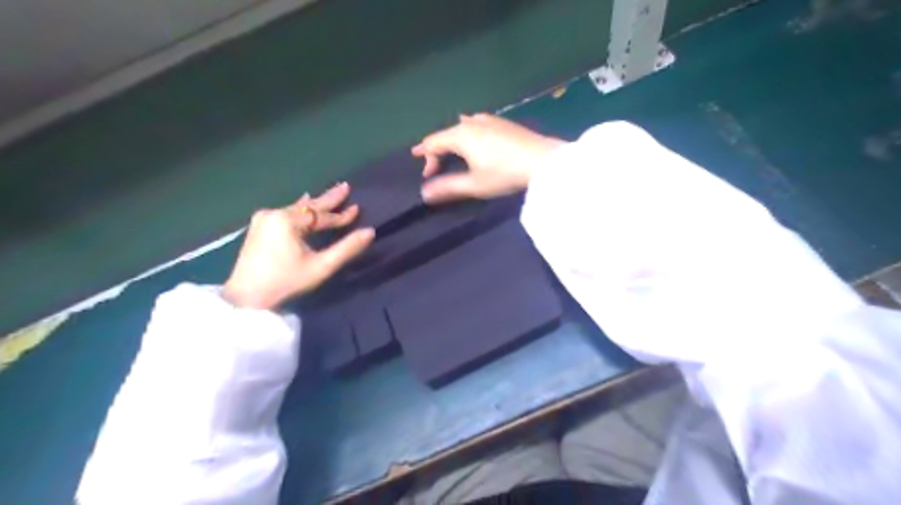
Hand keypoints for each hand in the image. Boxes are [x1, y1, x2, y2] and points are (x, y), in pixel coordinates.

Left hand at [223, 184, 374, 309]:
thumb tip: (370, 232)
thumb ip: (346, 249)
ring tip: (329, 195)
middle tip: (345, 186)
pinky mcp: (258, 228)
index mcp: (287, 220)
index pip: (321, 215)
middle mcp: (273, 214)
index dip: (341, 215)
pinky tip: (303, 202)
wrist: (247, 299)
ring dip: (314, 206)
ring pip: (297, 210)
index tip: (358, 208)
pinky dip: (301, 211)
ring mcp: (263, 220)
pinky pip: (286, 214)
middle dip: (328, 199)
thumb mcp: (321, 267)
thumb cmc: (286, 282)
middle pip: (308, 207)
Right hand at [413, 112, 564, 203]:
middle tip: (433, 164)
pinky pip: (476, 124)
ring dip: (452, 140)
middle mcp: (471, 122)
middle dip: (437, 149)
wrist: (543, 161)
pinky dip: (467, 134)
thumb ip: (448, 187)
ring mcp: (489, 119)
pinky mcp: (503, 122)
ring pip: (461, 127)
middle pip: (446, 133)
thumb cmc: (505, 174)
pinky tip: (474, 139)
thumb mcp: (474, 185)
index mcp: (460, 135)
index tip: (428, 176)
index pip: (433, 142)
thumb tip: (424, 193)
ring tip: (449, 149)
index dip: (426, 158)